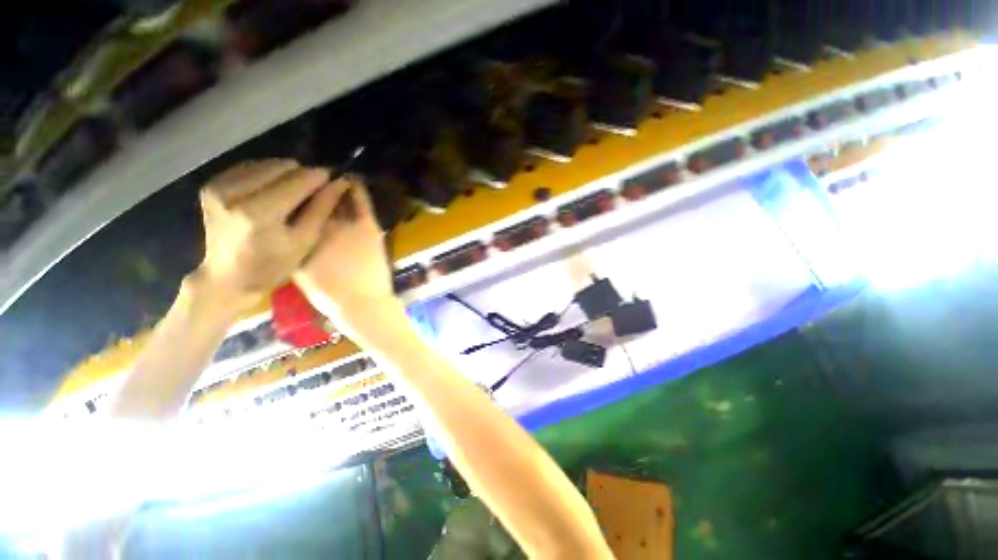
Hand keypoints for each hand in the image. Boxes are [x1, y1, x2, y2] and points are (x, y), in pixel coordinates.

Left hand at [192, 159, 349, 312]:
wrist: (229, 276)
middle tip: (313, 192)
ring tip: (293, 194)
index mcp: (258, 213)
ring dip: (285, 174)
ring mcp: (219, 186)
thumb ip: (321, 208)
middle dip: (302, 176)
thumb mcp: (305, 241)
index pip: (298, 180)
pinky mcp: (212, 184)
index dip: (320, 177)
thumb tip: (338, 182)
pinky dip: (267, 175)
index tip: (334, 180)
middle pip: (282, 166)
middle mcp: (234, 193)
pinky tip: (273, 192)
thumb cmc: (274, 265)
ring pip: (267, 163)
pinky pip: (250, 167)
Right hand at [294, 178, 394, 327]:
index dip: (293, 195)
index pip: (293, 207)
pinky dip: (355, 187)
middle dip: (310, 186)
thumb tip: (292, 228)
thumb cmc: (330, 293)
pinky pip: (361, 200)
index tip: (292, 186)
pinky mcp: (367, 225)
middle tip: (309, 178)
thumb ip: (293, 246)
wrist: (362, 302)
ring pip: (335, 194)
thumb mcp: (299, 270)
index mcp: (299, 235)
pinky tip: (351, 179)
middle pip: (313, 197)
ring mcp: (345, 223)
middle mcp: (319, 224)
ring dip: (331, 184)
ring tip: (328, 176)